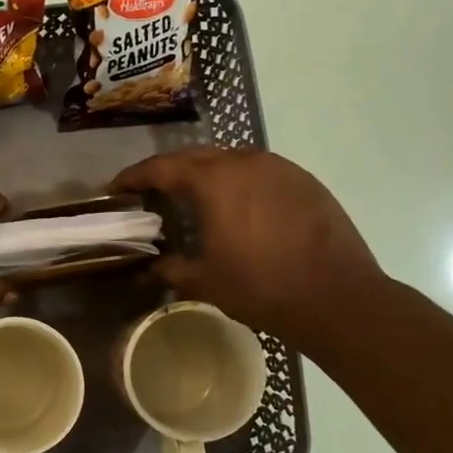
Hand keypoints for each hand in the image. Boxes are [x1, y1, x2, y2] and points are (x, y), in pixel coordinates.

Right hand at [111, 146, 383, 347]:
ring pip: (230, 160)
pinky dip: (238, 183)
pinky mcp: (304, 181)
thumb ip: (171, 268)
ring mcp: (279, 168)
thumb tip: (152, 267)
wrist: (337, 296)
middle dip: (169, 171)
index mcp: (213, 180)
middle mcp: (244, 161)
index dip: (133, 176)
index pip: (161, 167)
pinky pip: (260, 172)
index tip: (116, 188)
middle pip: (195, 156)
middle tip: (151, 192)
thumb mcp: (204, 281)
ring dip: (206, 175)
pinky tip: (238, 208)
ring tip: (193, 198)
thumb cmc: (261, 286)